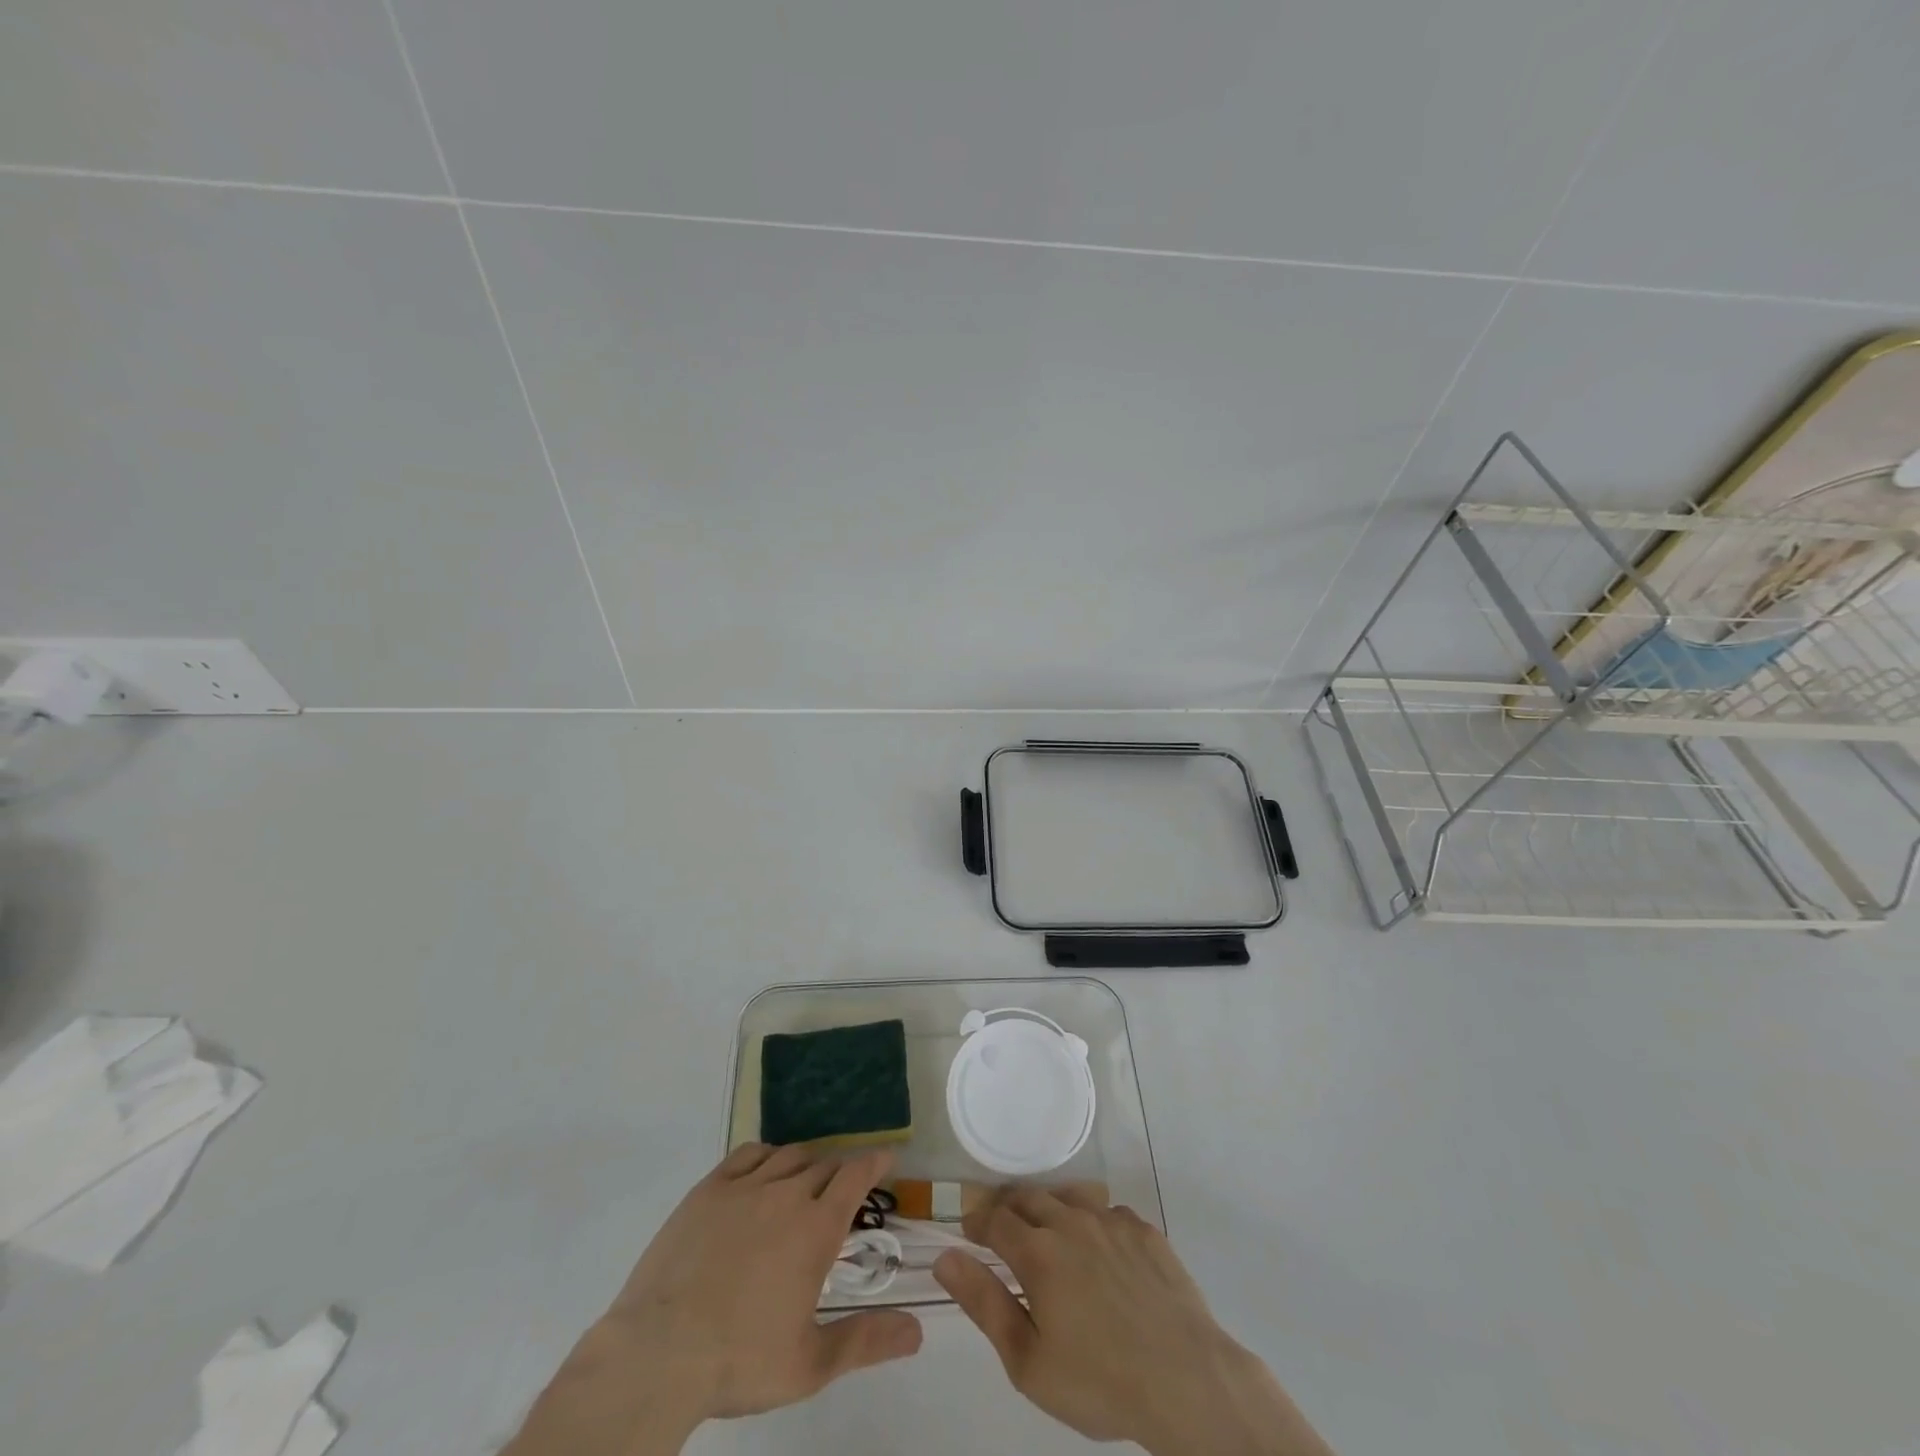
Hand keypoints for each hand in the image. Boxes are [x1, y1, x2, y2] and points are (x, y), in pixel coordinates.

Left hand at [505, 1144, 922, 1455]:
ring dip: (805, 1163)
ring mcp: (744, 1187)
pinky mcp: (708, 1189)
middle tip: (841, 1191)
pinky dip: (766, 1155)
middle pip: (823, 1165)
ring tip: (806, 1180)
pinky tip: (764, 1171)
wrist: (658, 1354)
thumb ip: (866, 1341)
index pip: (855, 1176)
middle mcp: (786, 1194)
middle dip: (839, 1172)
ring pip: (788, 1155)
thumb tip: (919, 1332)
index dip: (874, 1163)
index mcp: (816, 1228)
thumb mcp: (810, 1365)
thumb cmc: (740, 1360)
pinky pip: (747, 1154)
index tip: (886, 1158)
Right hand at [933, 1188, 1332, 1455]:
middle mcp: (1070, 1222)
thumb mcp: (1028, 1361)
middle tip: (1001, 1230)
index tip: (968, 1232)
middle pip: (1028, 1197)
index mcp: (1037, 1252)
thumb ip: (984, 1303)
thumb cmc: (1098, 1380)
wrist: (1185, 1378)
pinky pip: (1108, 1212)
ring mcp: (1111, 1221)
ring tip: (1047, 1231)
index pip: (994, 1218)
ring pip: (1068, 1197)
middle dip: (1008, 1208)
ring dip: (1049, 1208)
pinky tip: (1099, 1249)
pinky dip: (1092, 1222)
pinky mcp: (1144, 1230)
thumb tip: (946, 1257)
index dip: (976, 1222)